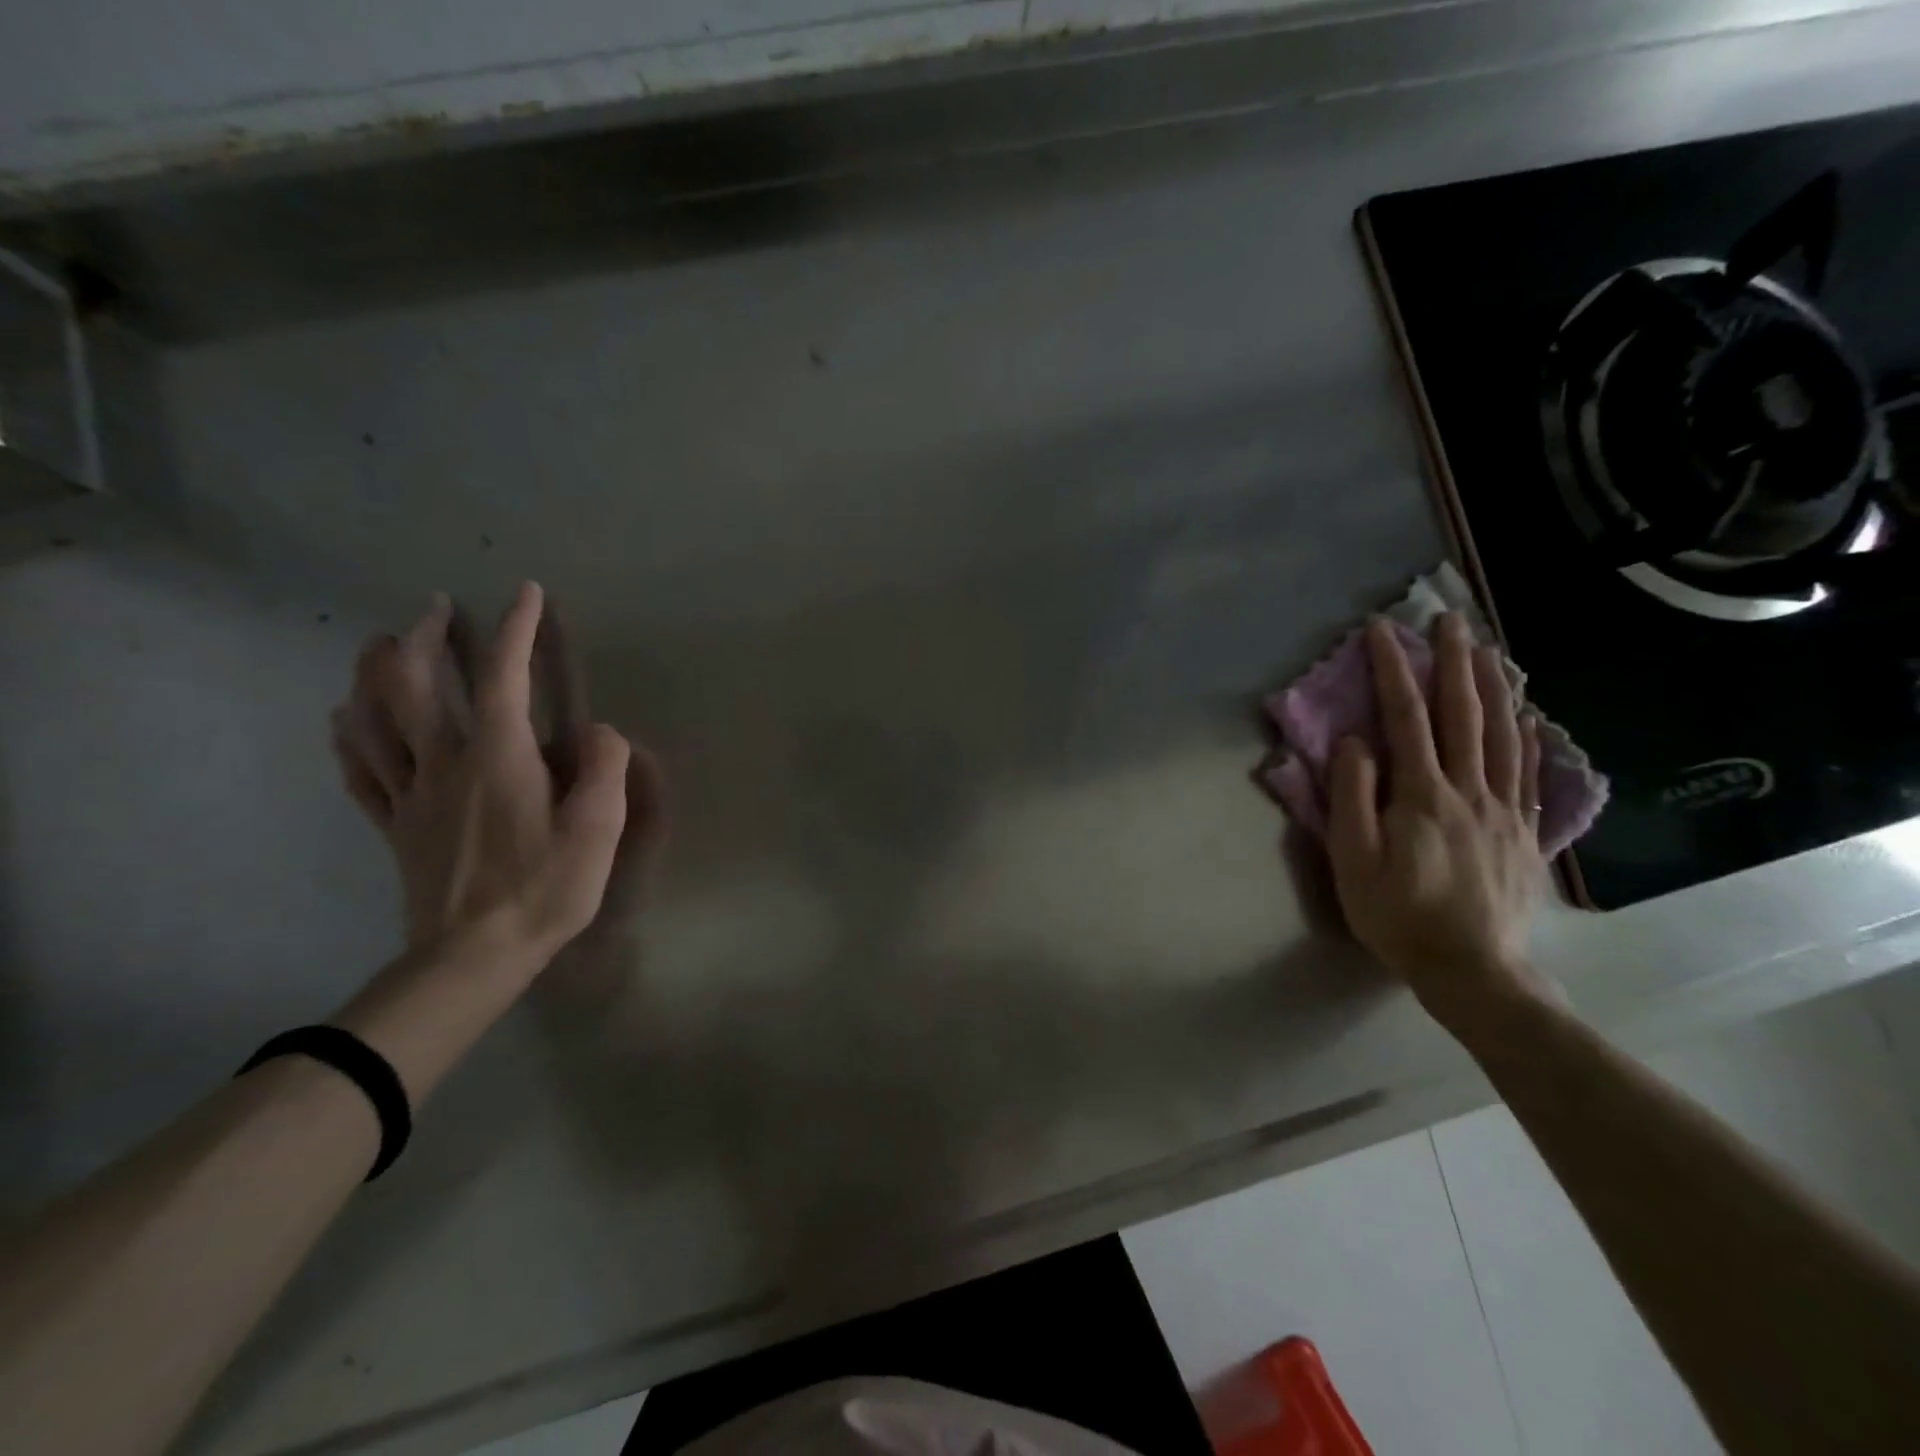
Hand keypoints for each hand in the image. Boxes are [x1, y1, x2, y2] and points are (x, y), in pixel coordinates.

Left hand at [329, 582, 643, 973]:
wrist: (474, 956)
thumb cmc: (546, 888)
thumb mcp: (599, 828)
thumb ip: (604, 767)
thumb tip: (596, 731)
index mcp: (498, 756)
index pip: (505, 676)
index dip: (516, 628)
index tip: (526, 592)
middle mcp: (445, 761)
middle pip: (415, 684)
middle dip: (423, 636)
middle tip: (435, 607)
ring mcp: (410, 793)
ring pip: (374, 718)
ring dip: (375, 672)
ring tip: (381, 644)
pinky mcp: (394, 825)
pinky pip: (360, 770)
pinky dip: (349, 735)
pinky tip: (344, 719)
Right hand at [1326, 613, 1547, 1033]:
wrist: (1471, 969)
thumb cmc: (1397, 913)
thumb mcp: (1352, 858)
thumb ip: (1352, 796)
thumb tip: (1356, 742)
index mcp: (1422, 795)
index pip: (1406, 718)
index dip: (1393, 671)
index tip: (1382, 631)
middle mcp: (1469, 790)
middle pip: (1464, 714)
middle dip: (1454, 662)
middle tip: (1449, 619)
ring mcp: (1504, 809)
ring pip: (1503, 734)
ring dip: (1493, 686)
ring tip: (1487, 649)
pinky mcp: (1524, 832)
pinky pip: (1528, 771)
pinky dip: (1528, 734)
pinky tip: (1527, 714)